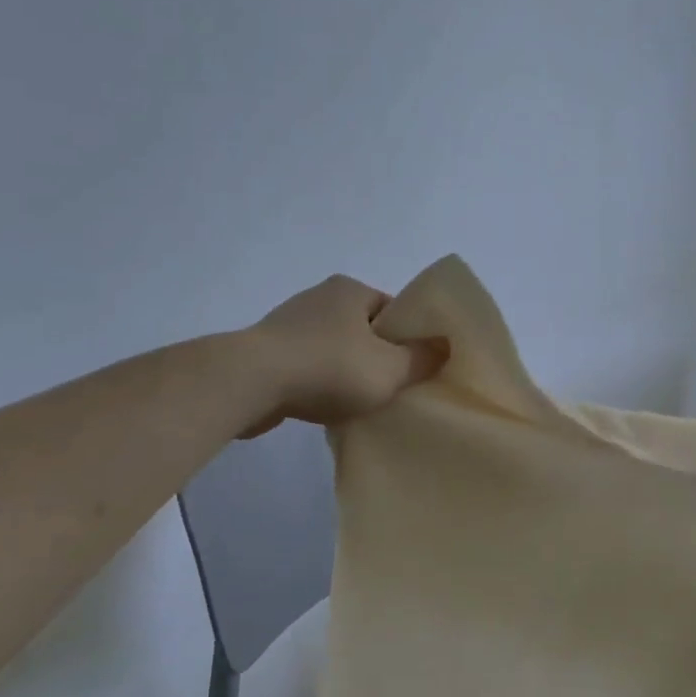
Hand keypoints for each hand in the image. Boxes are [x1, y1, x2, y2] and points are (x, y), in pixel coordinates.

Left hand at [242, 275, 442, 435]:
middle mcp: (319, 298)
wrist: (250, 383)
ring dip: (346, 371)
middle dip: (377, 356)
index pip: (392, 309)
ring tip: (359, 402)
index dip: (408, 337)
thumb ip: (422, 359)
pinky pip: (306, 366)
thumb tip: (445, 346)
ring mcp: (288, 324)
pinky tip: (324, 406)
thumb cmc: (329, 368)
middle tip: (392, 387)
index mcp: (350, 290)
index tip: (415, 366)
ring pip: (333, 349)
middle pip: (363, 329)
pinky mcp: (266, 352)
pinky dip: (318, 382)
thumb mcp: (390, 368)